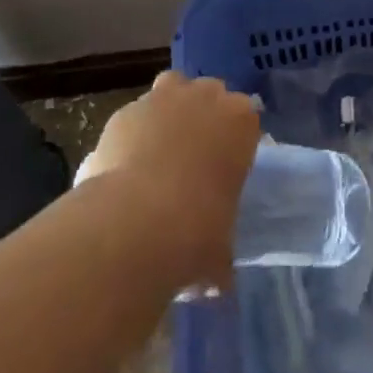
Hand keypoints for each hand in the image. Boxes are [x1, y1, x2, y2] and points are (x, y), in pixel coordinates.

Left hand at [78, 71, 260, 286]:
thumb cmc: (194, 233)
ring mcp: (163, 97)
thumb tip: (218, 280)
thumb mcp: (220, 254)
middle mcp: (206, 96)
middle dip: (202, 121)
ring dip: (168, 116)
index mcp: (240, 120)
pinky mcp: (125, 109)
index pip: (247, 119)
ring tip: (158, 157)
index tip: (226, 171)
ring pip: (172, 93)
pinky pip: (135, 117)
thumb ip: (222, 257)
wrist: (133, 224)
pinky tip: (124, 170)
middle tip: (193, 163)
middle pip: (209, 97)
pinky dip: (133, 136)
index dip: (235, 144)